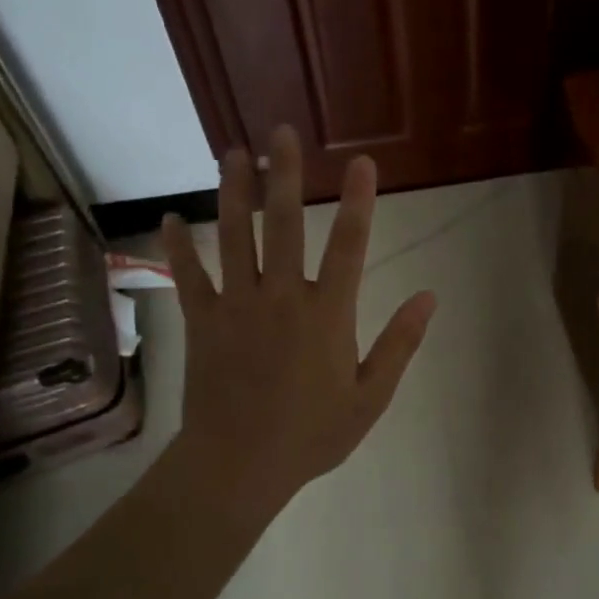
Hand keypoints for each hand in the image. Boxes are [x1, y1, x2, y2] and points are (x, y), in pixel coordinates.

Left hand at [160, 126, 434, 520]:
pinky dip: (178, 247)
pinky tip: (170, 218)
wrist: (238, 466)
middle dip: (285, 174)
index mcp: (327, 313)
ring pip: (234, 237)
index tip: (363, 162)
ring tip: (232, 152)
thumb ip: (400, 343)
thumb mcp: (371, 397)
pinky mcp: (202, 321)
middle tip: (282, 132)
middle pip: (284, 224)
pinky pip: (188, 276)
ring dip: (233, 192)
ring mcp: (237, 306)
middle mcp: (281, 296)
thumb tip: (428, 297)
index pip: (349, 245)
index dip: (359, 200)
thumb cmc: (312, 434)